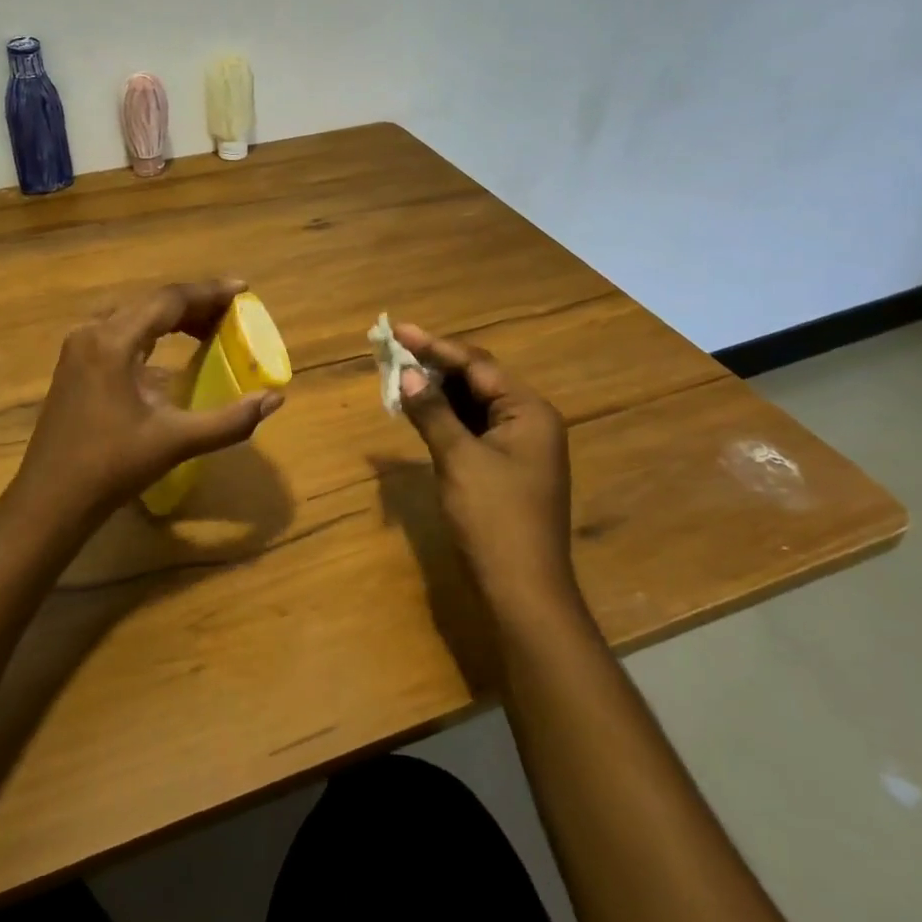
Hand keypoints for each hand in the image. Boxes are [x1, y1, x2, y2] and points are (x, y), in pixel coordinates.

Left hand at [16, 280, 284, 516]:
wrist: (49, 501)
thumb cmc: (111, 468)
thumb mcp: (175, 442)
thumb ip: (229, 420)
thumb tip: (274, 399)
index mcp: (113, 342)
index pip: (169, 300)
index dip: (208, 292)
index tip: (243, 289)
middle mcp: (92, 333)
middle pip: (150, 303)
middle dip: (193, 304)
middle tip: (231, 313)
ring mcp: (77, 349)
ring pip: (132, 316)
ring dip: (170, 318)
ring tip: (206, 328)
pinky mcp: (73, 366)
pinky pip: (117, 333)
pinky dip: (148, 334)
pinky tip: (166, 355)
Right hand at [394, 324, 576, 609]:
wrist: (522, 591)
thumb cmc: (494, 519)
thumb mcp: (458, 460)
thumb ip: (433, 413)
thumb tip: (406, 374)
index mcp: (529, 412)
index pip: (477, 365)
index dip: (434, 347)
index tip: (398, 330)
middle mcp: (529, 421)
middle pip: (477, 380)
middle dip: (434, 365)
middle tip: (393, 351)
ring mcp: (518, 447)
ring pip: (472, 404)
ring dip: (437, 391)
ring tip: (398, 374)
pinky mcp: (504, 468)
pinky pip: (472, 428)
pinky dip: (445, 418)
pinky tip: (418, 411)